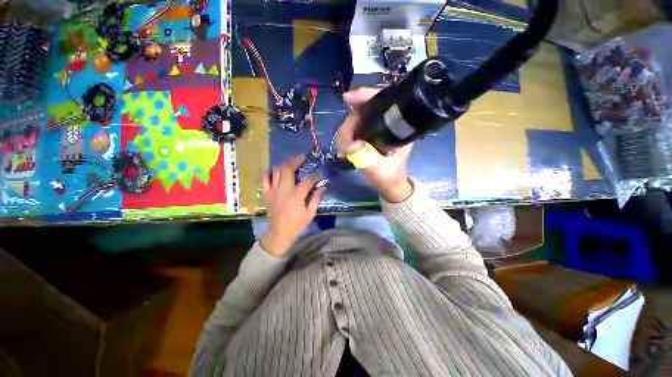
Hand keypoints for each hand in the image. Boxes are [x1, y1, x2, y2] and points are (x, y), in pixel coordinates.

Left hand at [260, 155, 325, 256]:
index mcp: (296, 195)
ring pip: (276, 171)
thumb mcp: (310, 213)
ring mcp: (273, 190)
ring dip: (284, 164)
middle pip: (288, 169)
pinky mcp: (266, 193)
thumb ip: (316, 198)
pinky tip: (274, 170)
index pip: (307, 181)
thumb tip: (322, 187)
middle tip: (302, 156)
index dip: (314, 176)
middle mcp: (284, 189)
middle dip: (296, 160)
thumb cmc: (297, 224)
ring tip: (291, 163)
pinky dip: (269, 172)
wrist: (279, 233)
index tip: (318, 175)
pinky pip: (264, 178)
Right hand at [338, 87, 413, 202]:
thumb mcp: (379, 170)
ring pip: (356, 122)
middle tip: (343, 144)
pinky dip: (346, 139)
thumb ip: (365, 157)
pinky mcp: (369, 137)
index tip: (347, 99)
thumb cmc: (389, 177)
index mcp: (397, 128)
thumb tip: (350, 145)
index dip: (365, 97)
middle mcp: (387, 125)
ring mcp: (376, 131)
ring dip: (345, 134)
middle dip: (349, 125)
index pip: (382, 102)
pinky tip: (343, 150)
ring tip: (342, 151)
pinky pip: (354, 132)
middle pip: (363, 112)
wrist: (390, 185)